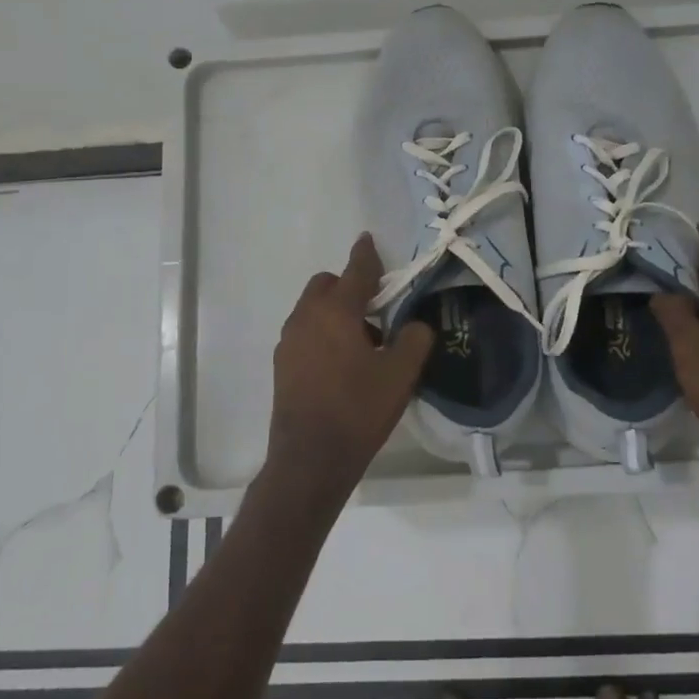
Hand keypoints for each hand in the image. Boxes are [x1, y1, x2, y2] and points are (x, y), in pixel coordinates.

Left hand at [264, 233, 434, 512]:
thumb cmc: (358, 410)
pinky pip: (305, 333)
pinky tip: (341, 364)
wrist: (310, 458)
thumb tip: (416, 326)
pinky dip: (322, 333)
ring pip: (313, 310)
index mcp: (335, 312)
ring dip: (335, 312)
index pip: (355, 271)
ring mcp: (289, 342)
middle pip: (326, 285)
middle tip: (376, 309)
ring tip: (362, 342)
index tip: (368, 239)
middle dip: (348, 286)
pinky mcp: (282, 365)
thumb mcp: (400, 375)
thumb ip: (414, 340)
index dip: (366, 254)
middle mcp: (306, 318)